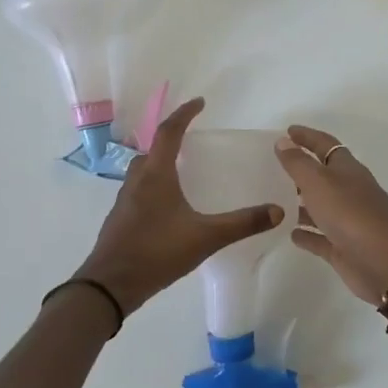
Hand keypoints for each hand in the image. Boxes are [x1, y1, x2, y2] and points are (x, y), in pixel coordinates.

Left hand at [72, 97, 282, 315]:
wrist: (109, 285)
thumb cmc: (156, 252)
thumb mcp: (206, 237)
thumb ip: (242, 223)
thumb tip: (277, 210)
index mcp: (156, 175)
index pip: (169, 132)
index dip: (184, 114)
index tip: (200, 102)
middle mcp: (137, 181)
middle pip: (153, 149)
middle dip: (172, 138)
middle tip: (193, 139)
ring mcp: (125, 201)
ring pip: (144, 171)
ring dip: (162, 163)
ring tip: (184, 171)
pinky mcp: (121, 220)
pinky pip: (140, 191)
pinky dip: (156, 186)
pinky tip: (170, 206)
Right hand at [274, 125, 387, 303]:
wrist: (385, 261)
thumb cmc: (351, 213)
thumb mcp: (319, 182)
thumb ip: (298, 163)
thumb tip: (283, 141)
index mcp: (348, 170)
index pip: (325, 145)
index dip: (307, 137)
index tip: (287, 131)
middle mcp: (349, 192)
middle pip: (323, 176)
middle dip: (301, 171)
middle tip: (273, 167)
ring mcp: (347, 221)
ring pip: (320, 208)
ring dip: (301, 203)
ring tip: (274, 200)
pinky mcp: (343, 248)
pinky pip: (320, 238)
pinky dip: (306, 234)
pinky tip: (289, 233)